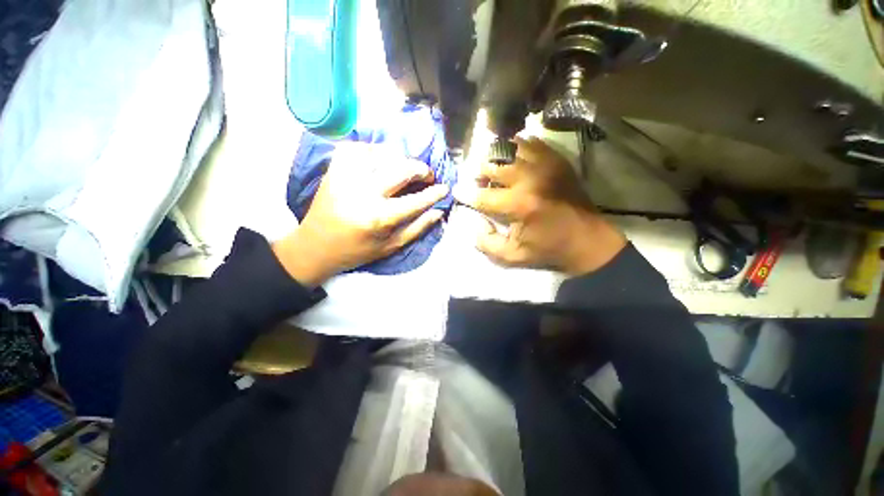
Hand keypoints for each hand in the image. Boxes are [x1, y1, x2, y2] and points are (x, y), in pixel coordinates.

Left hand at [273, 142, 448, 286]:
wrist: (315, 246)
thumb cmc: (357, 251)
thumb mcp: (391, 247)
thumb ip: (417, 228)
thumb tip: (438, 211)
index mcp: (379, 218)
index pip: (416, 200)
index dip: (434, 192)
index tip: (444, 187)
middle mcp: (363, 193)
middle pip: (401, 169)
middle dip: (421, 169)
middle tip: (426, 176)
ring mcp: (346, 177)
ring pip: (381, 153)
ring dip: (400, 158)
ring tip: (405, 168)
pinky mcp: (333, 170)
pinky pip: (357, 148)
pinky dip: (373, 150)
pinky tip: (380, 160)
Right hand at [453, 137, 625, 275]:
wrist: (587, 239)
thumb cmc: (547, 248)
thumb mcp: (512, 256)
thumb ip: (486, 243)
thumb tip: (475, 223)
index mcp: (518, 205)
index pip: (481, 195)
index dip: (465, 193)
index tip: (457, 191)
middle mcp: (530, 179)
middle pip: (492, 165)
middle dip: (478, 172)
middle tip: (477, 180)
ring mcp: (545, 165)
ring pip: (509, 148)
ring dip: (495, 157)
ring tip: (493, 167)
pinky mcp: (556, 160)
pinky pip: (530, 143)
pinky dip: (515, 147)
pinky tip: (512, 158)